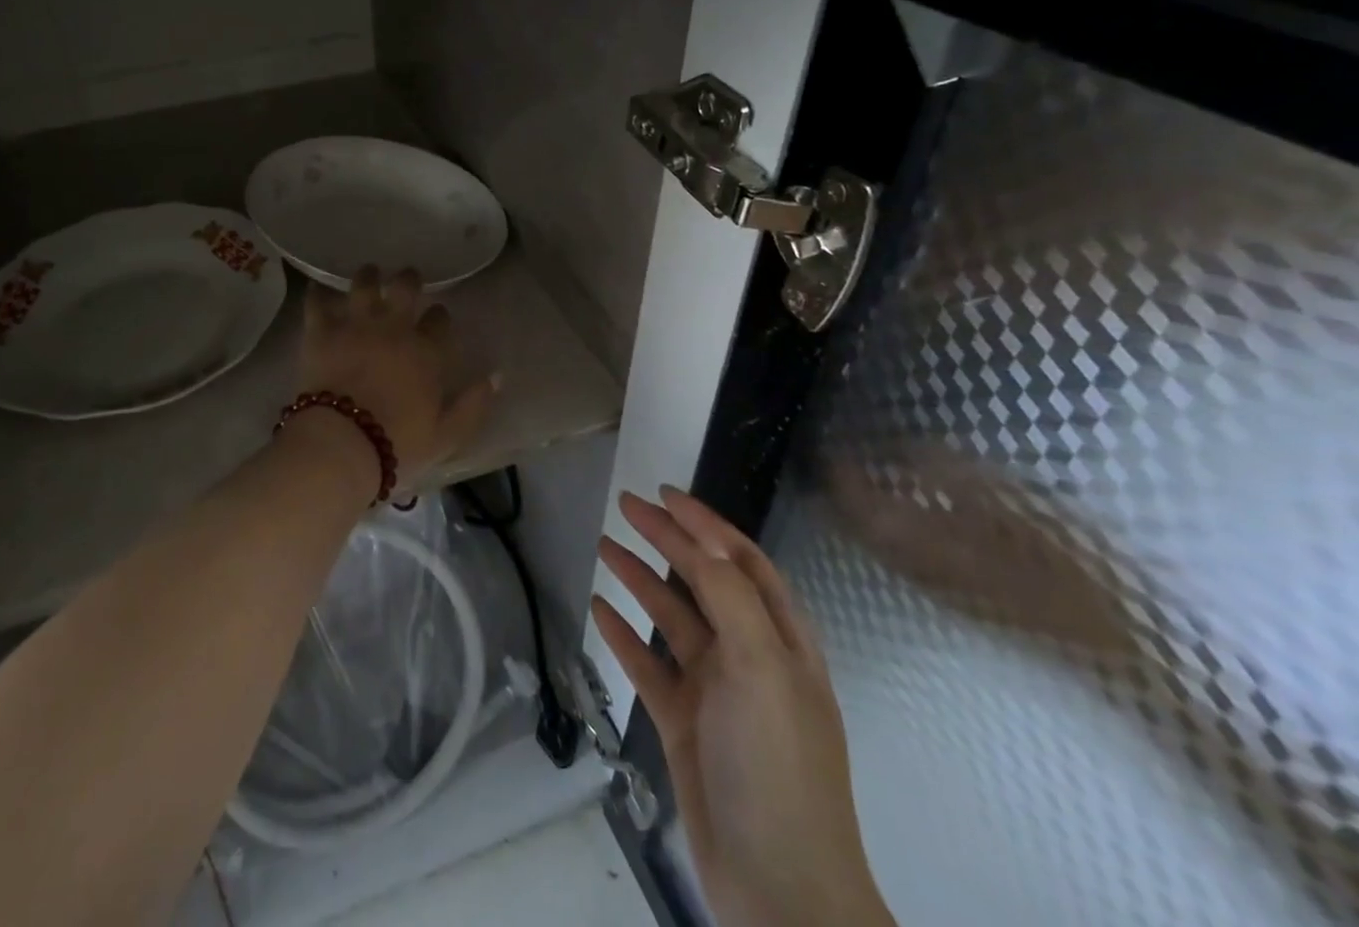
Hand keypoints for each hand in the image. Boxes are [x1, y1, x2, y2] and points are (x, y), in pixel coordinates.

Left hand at [297, 266, 495, 487]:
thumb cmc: (398, 444)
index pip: (440, 320)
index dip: (439, 316)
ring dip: (368, 276)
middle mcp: (393, 329)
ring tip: (369, 273)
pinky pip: (318, 303)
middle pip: (405, 288)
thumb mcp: (447, 435)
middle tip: (407, 279)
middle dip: (409, 280)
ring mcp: (356, 326)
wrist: (342, 444)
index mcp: (426, 352)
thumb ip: (473, 405)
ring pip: (364, 284)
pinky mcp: (322, 332)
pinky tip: (318, 290)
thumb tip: (496, 376)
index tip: (437, 317)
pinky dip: (318, 295)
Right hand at [593, 488, 893, 926]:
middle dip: (668, 540)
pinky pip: (649, 665)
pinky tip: (599, 610)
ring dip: (641, 580)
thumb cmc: (778, 766)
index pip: (741, 561)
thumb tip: (703, 539)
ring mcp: (715, 691)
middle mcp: (749, 656)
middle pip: (703, 581)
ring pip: (672, 618)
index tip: (665, 493)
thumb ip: (732, 598)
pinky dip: (625, 636)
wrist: (779, 891)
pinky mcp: (684, 723)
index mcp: (780, 640)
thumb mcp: (763, 670)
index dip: (706, 524)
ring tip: (604, 547)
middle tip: (626, 506)